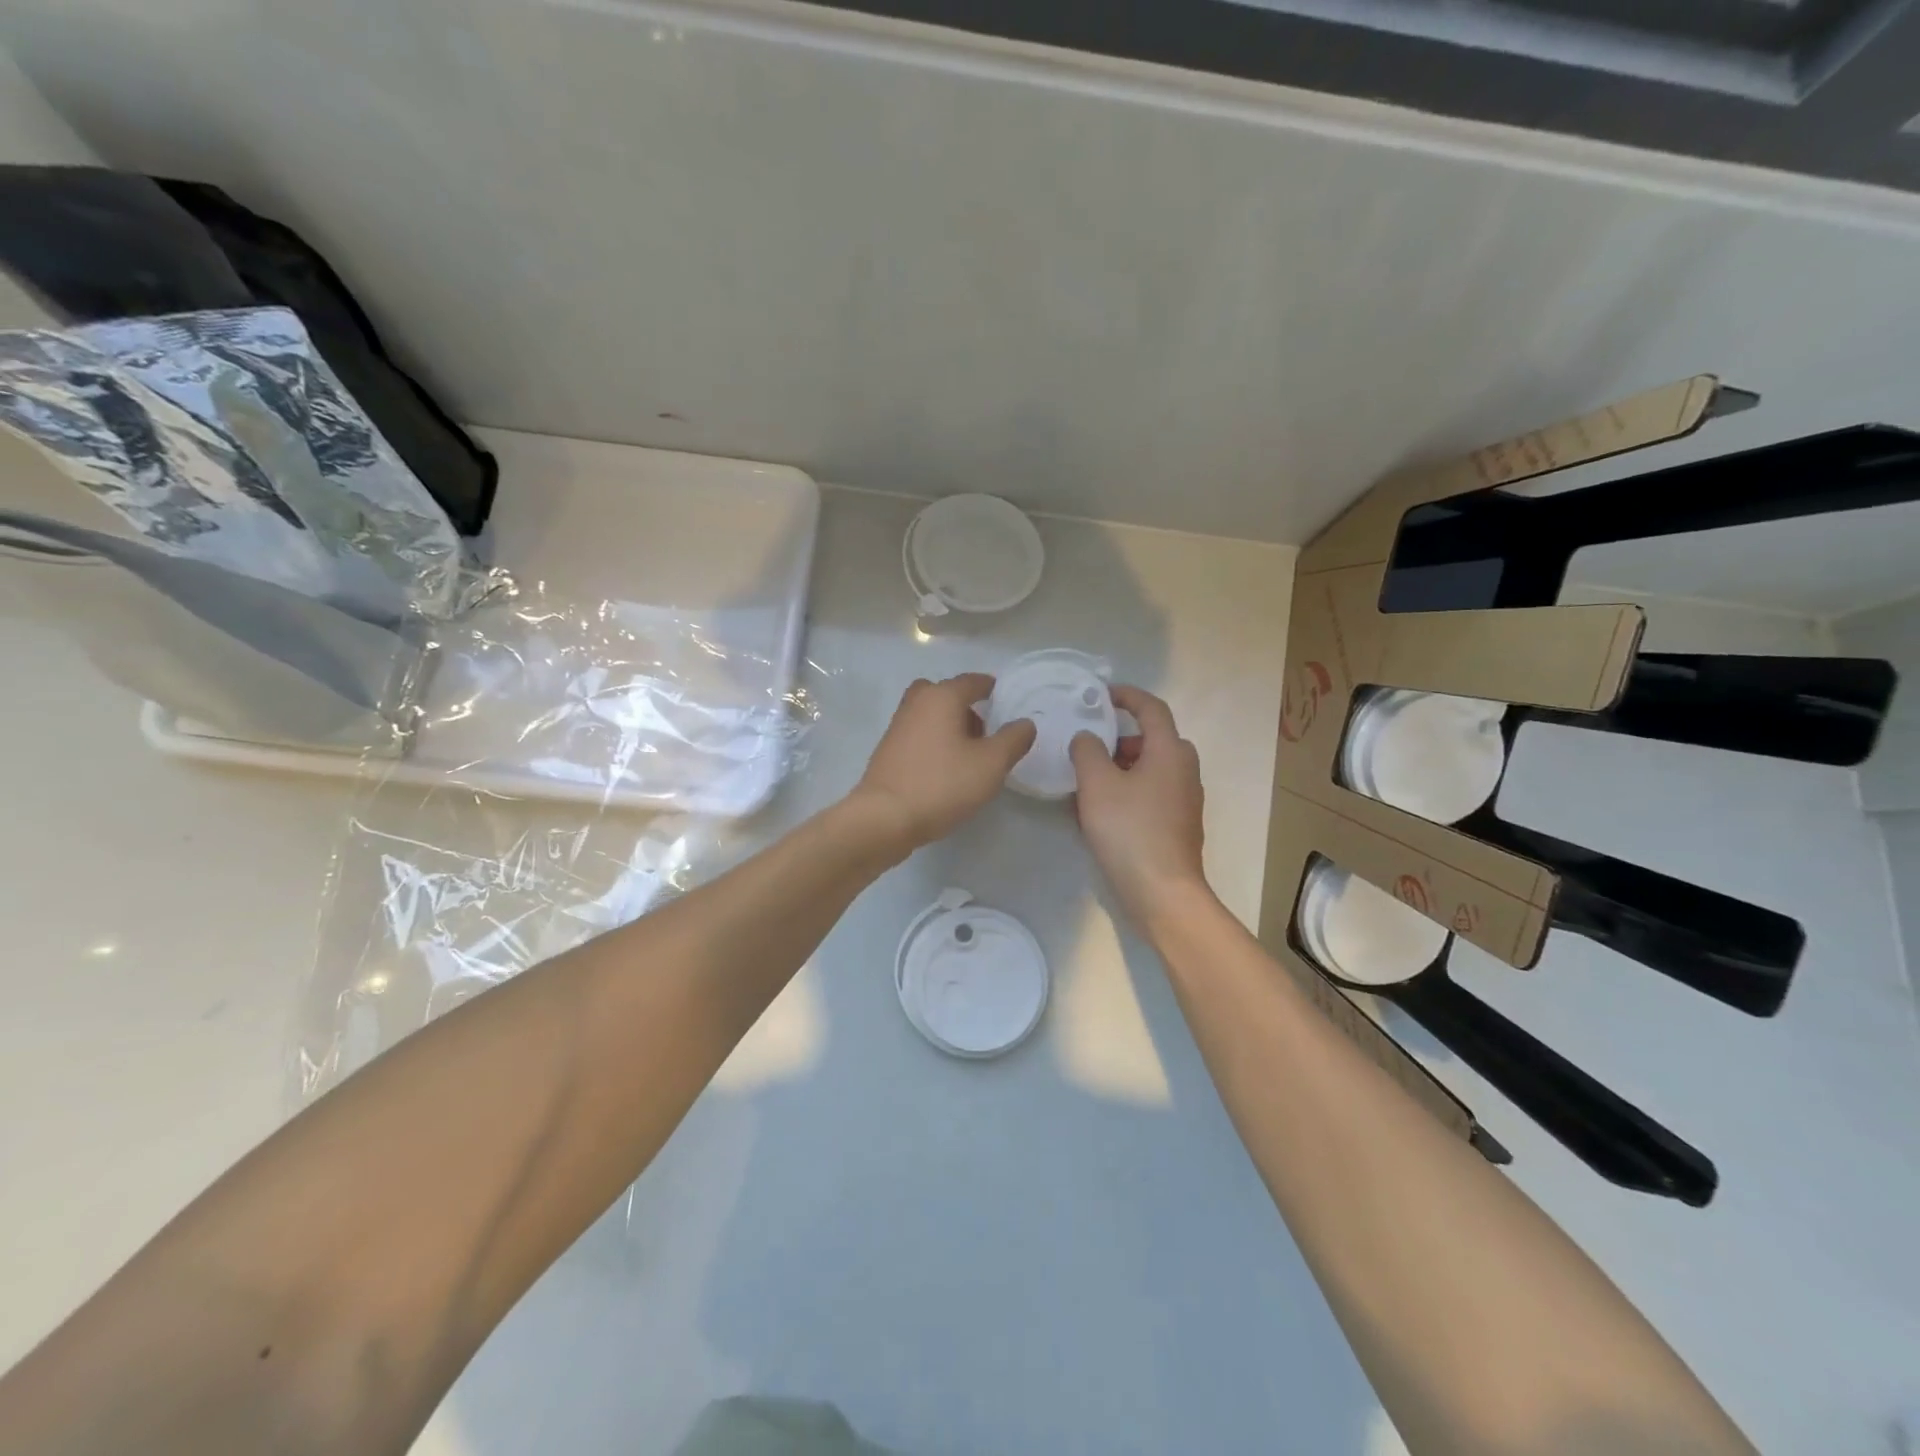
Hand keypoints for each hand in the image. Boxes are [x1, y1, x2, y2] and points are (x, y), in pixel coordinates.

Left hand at [851, 674, 1036, 852]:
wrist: (884, 818)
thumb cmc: (942, 784)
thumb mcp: (991, 764)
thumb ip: (1013, 740)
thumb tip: (1025, 723)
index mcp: (942, 696)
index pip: (973, 681)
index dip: (992, 688)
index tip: (1006, 700)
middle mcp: (916, 703)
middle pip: (946, 694)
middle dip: (967, 707)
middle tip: (985, 732)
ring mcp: (897, 726)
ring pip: (930, 715)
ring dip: (950, 726)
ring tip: (969, 756)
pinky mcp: (887, 751)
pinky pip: (918, 735)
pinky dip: (934, 742)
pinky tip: (945, 770)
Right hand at [1070, 686, 1212, 930]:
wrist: (1162, 892)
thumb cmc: (1130, 830)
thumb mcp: (1097, 785)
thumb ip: (1087, 751)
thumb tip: (1087, 737)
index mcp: (1170, 751)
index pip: (1151, 708)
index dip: (1127, 696)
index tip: (1101, 695)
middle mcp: (1184, 770)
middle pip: (1152, 740)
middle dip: (1119, 738)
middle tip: (1089, 746)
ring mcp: (1184, 800)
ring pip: (1151, 769)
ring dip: (1121, 767)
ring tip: (1087, 781)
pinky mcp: (1178, 825)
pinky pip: (1151, 793)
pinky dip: (1128, 790)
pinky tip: (1101, 811)